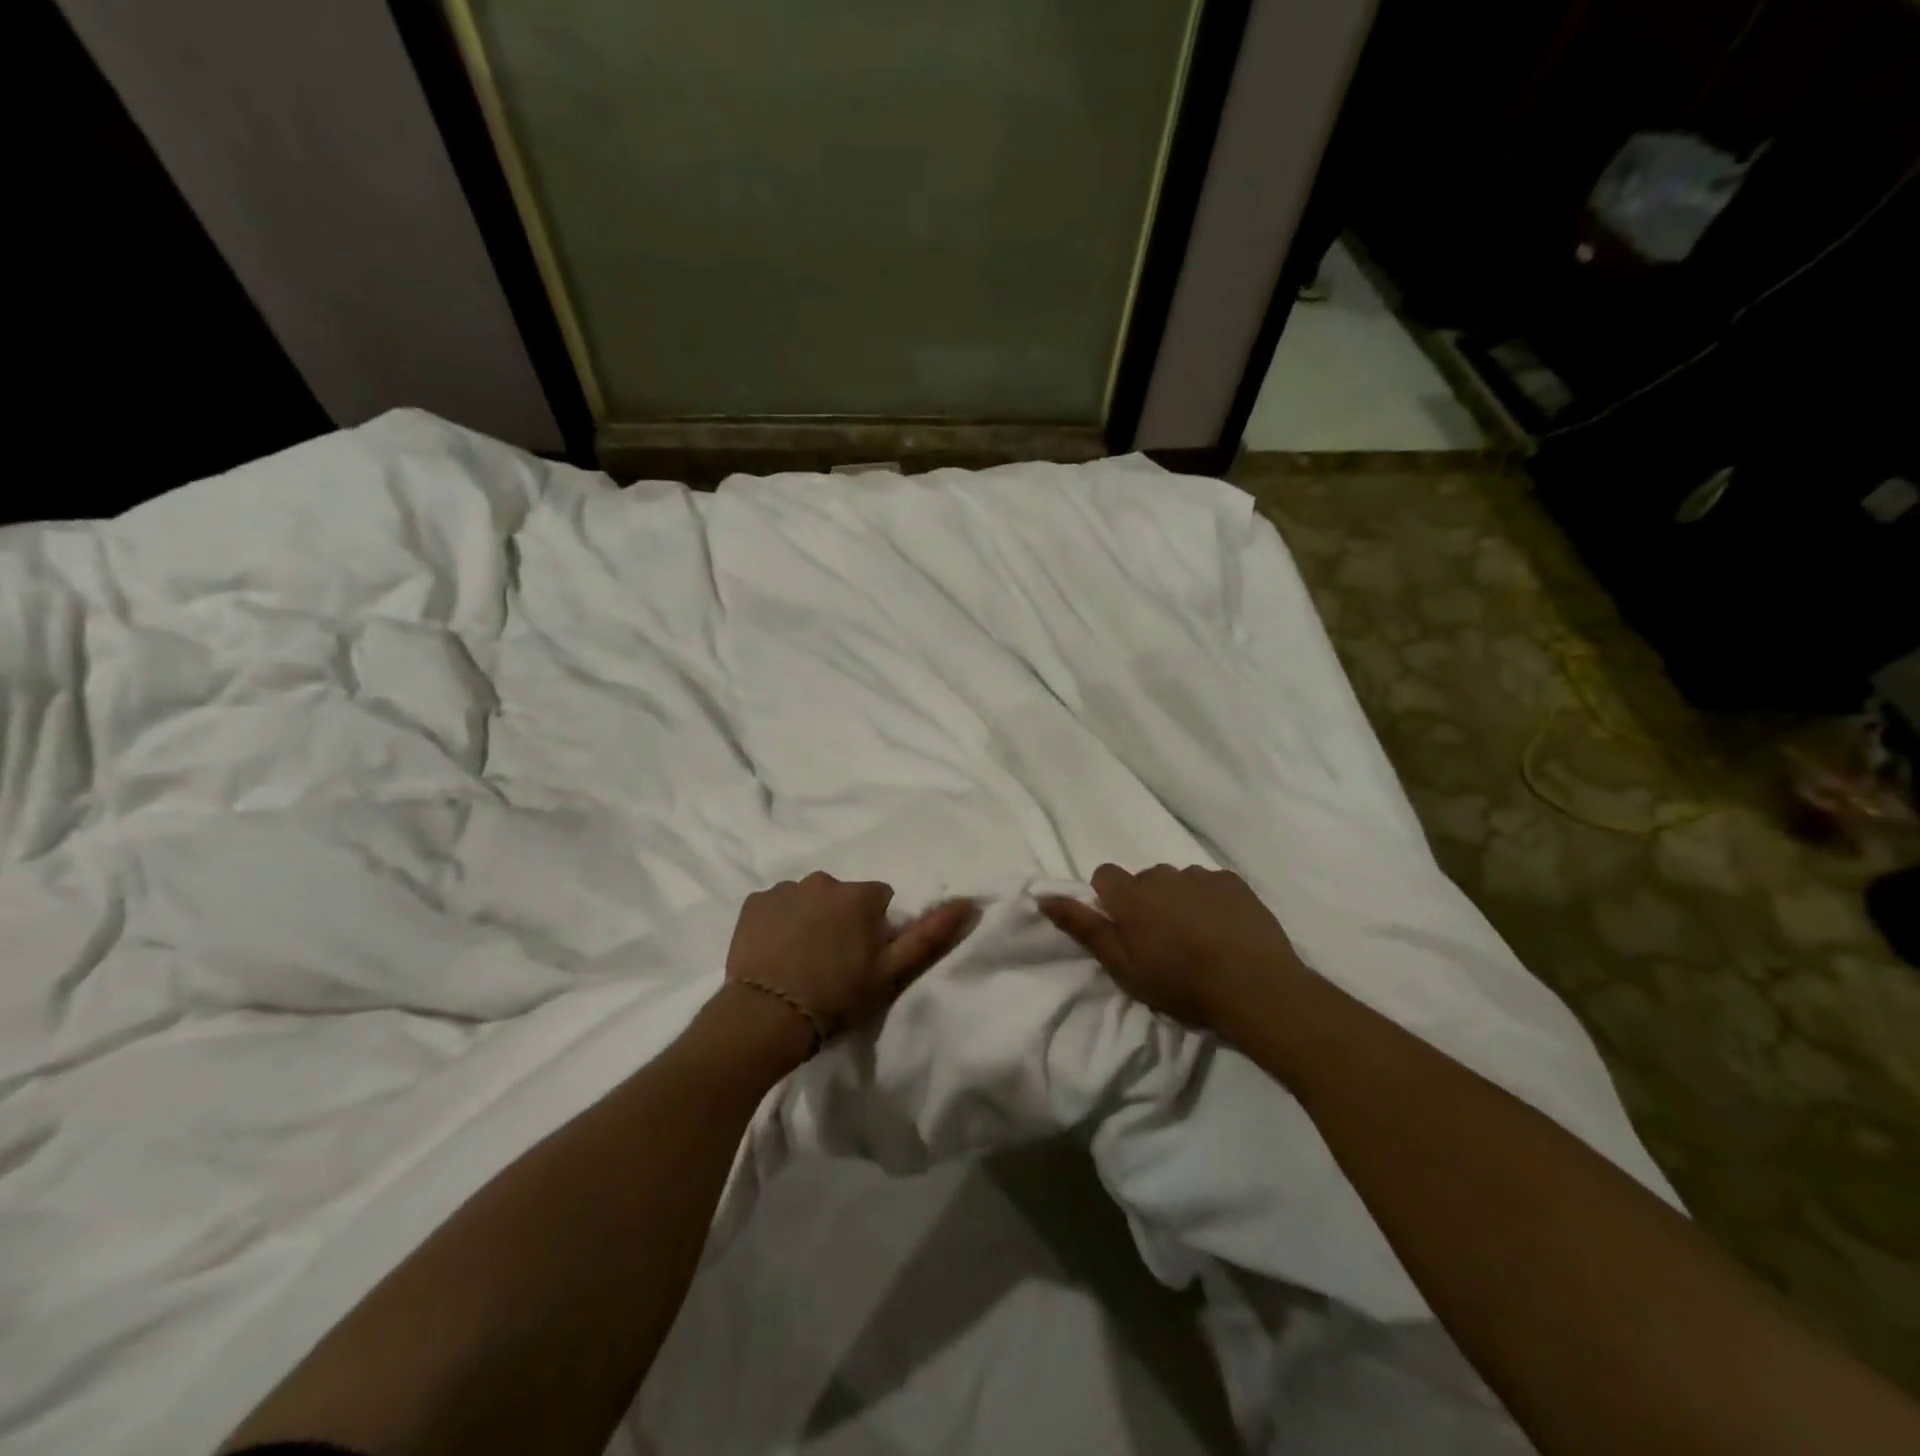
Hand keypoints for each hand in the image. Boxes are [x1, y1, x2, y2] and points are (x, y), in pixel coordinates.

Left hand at [725, 872, 974, 1048]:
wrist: (767, 1017)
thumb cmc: (837, 996)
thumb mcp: (891, 971)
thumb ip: (930, 934)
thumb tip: (967, 901)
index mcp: (860, 894)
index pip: (879, 900)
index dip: (874, 929)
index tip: (863, 958)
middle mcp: (823, 880)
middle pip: (842, 896)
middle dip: (841, 919)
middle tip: (832, 961)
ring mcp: (785, 889)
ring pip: (808, 899)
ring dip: (809, 918)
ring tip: (801, 959)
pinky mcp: (753, 902)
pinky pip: (775, 905)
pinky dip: (777, 921)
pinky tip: (774, 952)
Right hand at [1040, 864, 1307, 1036]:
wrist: (1255, 988)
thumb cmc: (1181, 984)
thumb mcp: (1123, 967)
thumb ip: (1083, 928)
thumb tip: (1042, 897)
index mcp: (1130, 895)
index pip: (1104, 875)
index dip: (1110, 901)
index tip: (1125, 930)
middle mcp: (1162, 875)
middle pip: (1142, 879)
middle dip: (1146, 902)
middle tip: (1163, 941)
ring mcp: (1200, 875)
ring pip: (1177, 881)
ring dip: (1178, 900)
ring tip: (1197, 937)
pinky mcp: (1233, 881)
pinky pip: (1210, 883)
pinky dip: (1210, 900)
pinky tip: (1223, 929)